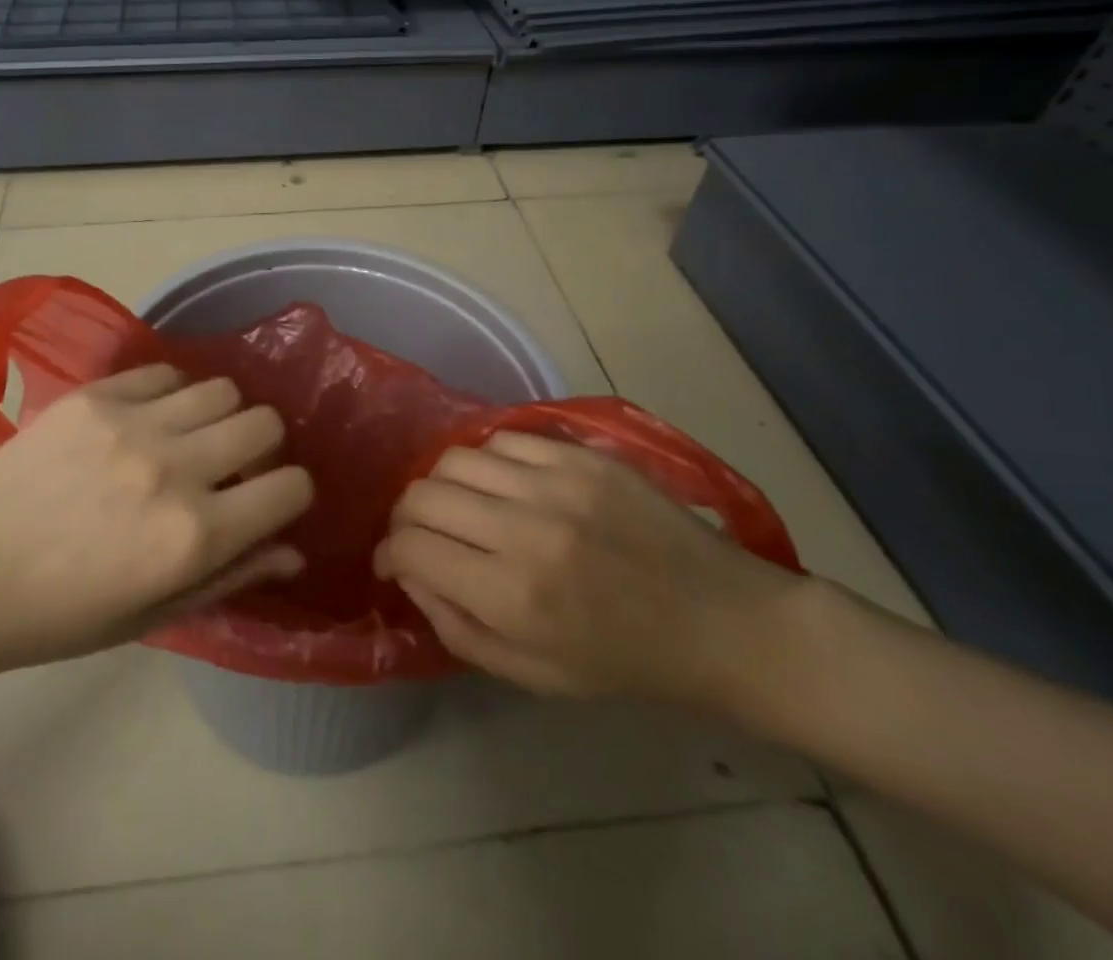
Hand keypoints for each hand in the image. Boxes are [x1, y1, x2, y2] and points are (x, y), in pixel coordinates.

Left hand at [0, 364, 313, 682]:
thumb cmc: (62, 616)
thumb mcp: (155, 613)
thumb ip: (233, 575)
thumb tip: (294, 548)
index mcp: (193, 536)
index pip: (290, 487)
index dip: (290, 494)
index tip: (269, 500)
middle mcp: (174, 468)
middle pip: (265, 422)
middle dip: (263, 447)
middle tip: (232, 465)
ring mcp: (131, 422)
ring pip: (221, 388)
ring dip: (220, 415)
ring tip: (190, 436)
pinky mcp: (94, 395)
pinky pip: (164, 371)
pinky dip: (172, 393)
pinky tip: (149, 418)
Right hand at [375, 431, 799, 708]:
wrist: (723, 623)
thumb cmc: (626, 664)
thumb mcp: (533, 675)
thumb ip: (456, 627)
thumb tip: (410, 573)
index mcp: (512, 596)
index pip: (411, 547)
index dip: (389, 553)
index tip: (393, 561)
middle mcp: (524, 529)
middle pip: (423, 494)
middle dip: (406, 516)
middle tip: (420, 533)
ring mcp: (555, 482)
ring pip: (456, 458)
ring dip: (443, 484)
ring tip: (460, 504)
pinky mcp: (582, 455)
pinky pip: (503, 438)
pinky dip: (488, 461)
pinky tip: (503, 483)